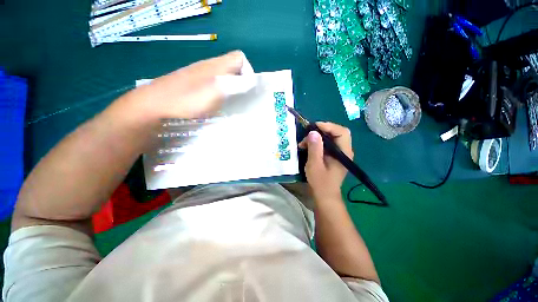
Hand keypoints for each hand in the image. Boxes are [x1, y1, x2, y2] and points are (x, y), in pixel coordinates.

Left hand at [119, 51, 247, 121]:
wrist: (155, 104)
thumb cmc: (187, 98)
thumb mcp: (215, 91)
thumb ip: (234, 84)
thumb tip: (249, 82)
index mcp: (217, 65)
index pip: (240, 58)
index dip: (248, 71)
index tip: (247, 88)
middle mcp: (209, 66)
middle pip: (232, 68)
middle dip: (239, 83)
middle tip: (239, 99)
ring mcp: (199, 75)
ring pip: (222, 77)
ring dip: (229, 89)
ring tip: (228, 104)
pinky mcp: (192, 83)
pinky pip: (212, 84)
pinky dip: (218, 93)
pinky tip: (214, 104)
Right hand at [299, 122, 353, 200]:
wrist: (325, 195)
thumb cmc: (320, 182)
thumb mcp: (315, 164)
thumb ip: (315, 148)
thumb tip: (313, 132)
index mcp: (344, 153)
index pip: (342, 132)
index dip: (329, 126)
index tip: (314, 127)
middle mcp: (344, 150)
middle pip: (336, 132)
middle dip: (321, 131)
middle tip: (307, 134)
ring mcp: (339, 153)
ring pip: (330, 137)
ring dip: (316, 137)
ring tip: (303, 143)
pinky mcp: (333, 155)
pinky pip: (326, 144)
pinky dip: (316, 143)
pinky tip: (306, 146)